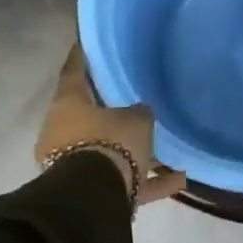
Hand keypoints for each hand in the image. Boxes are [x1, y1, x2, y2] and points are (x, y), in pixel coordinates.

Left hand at [36, 45, 186, 207]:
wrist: (95, 200)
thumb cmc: (110, 142)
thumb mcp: (136, 119)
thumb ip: (139, 111)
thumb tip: (140, 111)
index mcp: (67, 104)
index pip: (74, 71)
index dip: (82, 56)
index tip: (87, 42)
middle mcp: (63, 131)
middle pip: (88, 115)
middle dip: (110, 111)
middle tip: (131, 98)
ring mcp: (72, 164)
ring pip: (107, 151)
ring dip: (133, 152)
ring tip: (165, 148)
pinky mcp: (89, 193)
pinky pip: (122, 181)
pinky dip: (147, 180)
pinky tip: (179, 179)